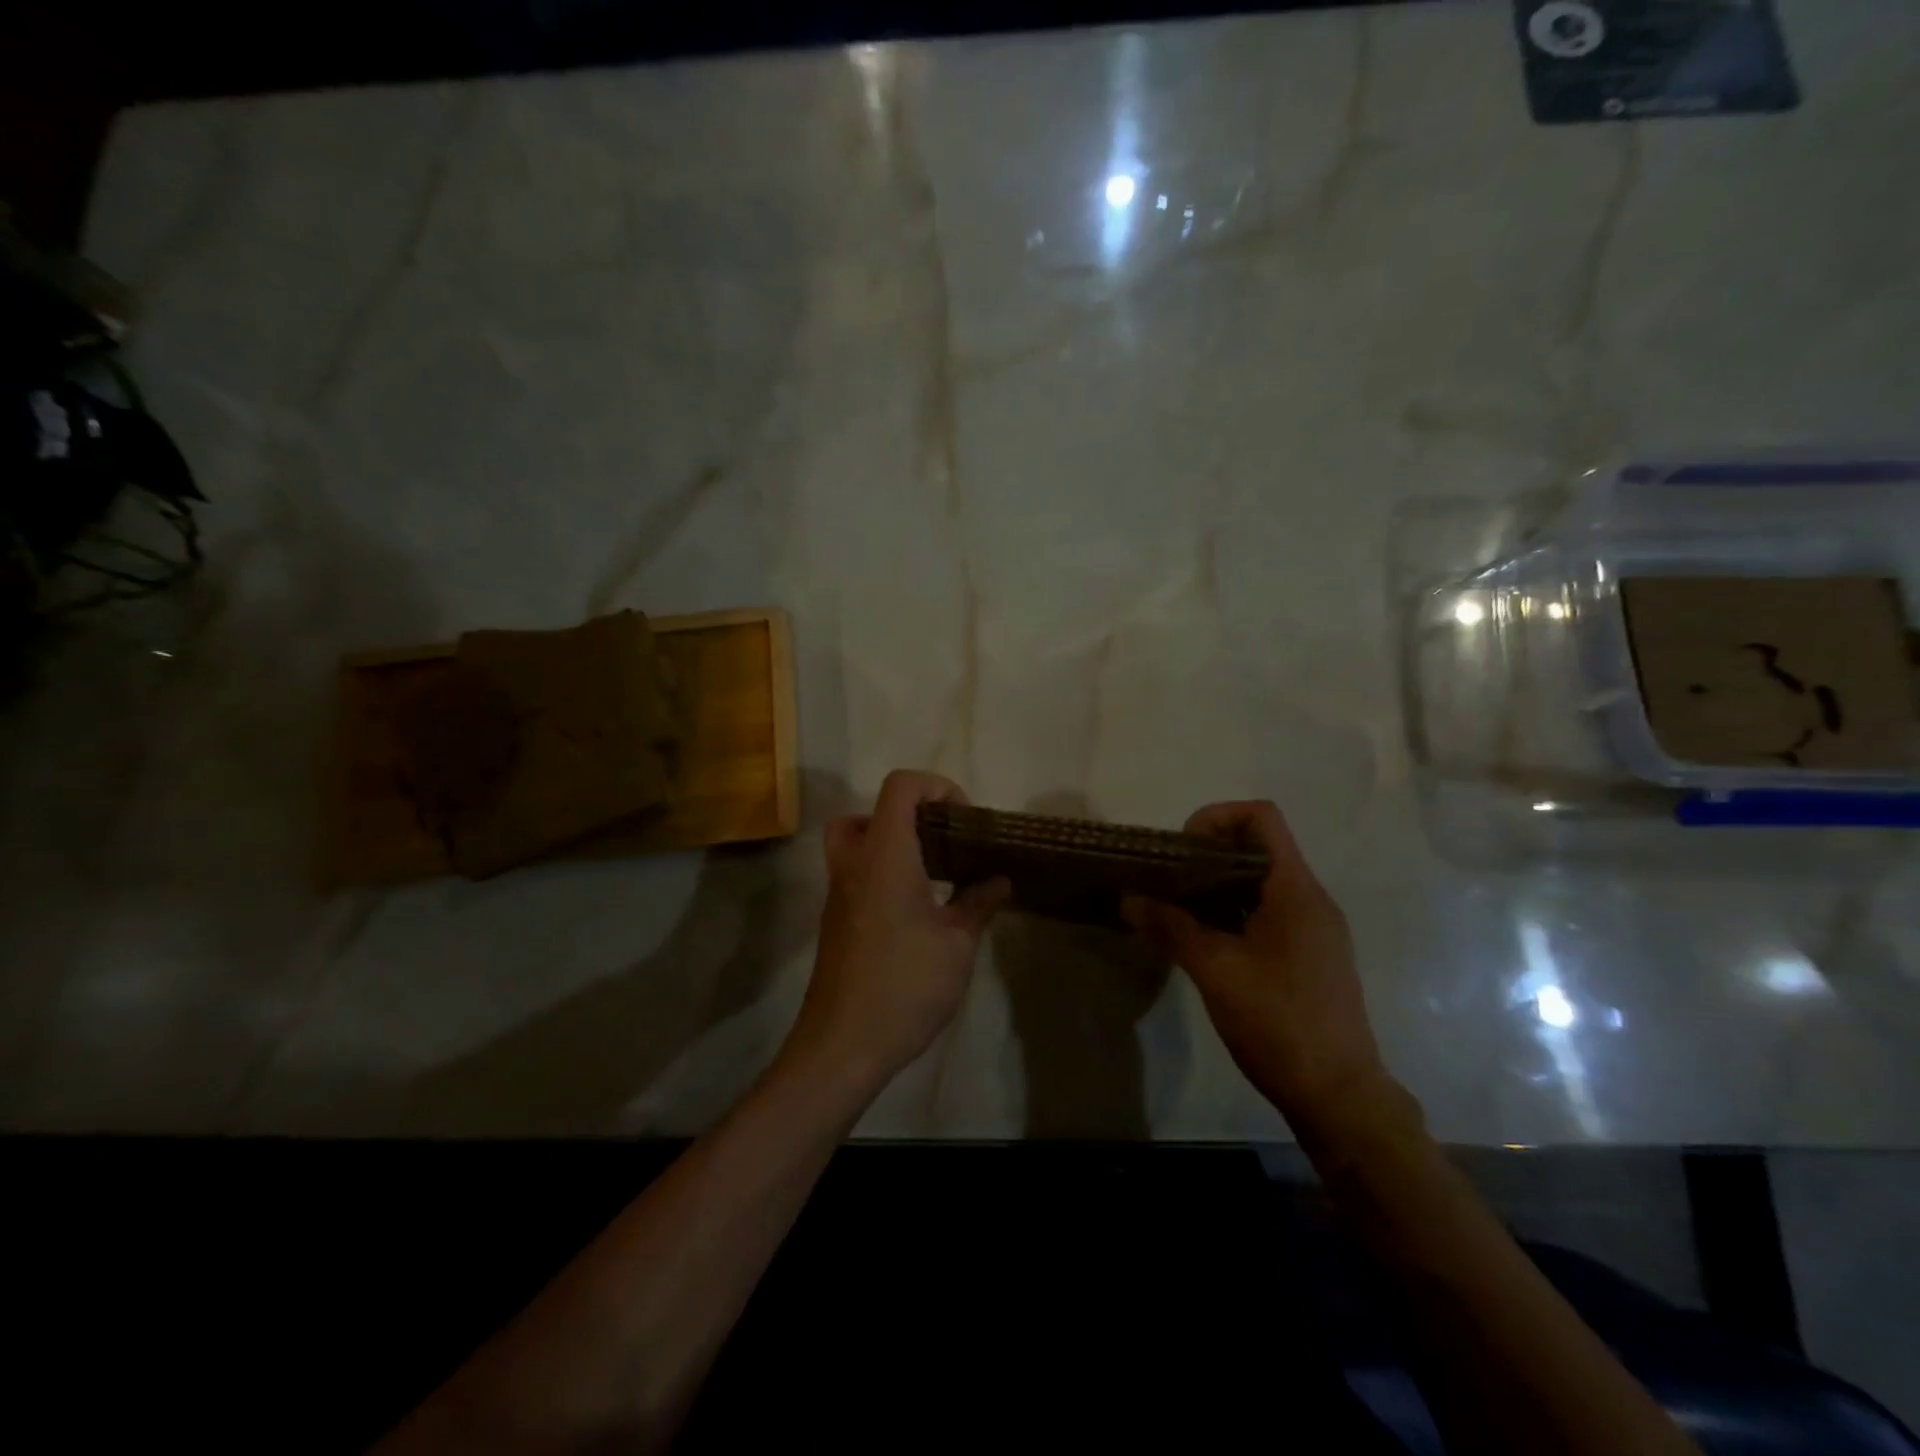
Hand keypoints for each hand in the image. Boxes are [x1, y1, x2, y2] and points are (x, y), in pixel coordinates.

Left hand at [785, 770, 1009, 1092]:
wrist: (842, 1045)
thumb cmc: (905, 984)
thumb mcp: (957, 943)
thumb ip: (979, 902)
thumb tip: (1000, 878)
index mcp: (885, 854)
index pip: (900, 786)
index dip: (936, 786)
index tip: (964, 820)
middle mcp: (854, 864)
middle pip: (869, 812)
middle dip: (909, 815)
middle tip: (944, 842)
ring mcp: (839, 894)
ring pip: (857, 843)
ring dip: (894, 844)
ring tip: (936, 874)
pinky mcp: (836, 922)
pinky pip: (856, 875)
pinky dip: (883, 873)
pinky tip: (918, 911)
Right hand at [1123, 801, 1391, 1138]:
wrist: (1339, 1096)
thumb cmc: (1280, 1024)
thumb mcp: (1216, 971)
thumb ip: (1171, 928)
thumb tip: (1128, 898)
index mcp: (1296, 891)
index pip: (1261, 818)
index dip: (1216, 818)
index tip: (1182, 850)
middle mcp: (1311, 899)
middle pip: (1258, 847)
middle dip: (1207, 854)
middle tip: (1168, 881)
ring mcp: (1314, 929)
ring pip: (1260, 882)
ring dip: (1217, 885)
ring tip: (1177, 910)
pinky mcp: (1310, 955)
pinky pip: (1267, 912)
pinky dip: (1232, 912)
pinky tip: (1203, 941)